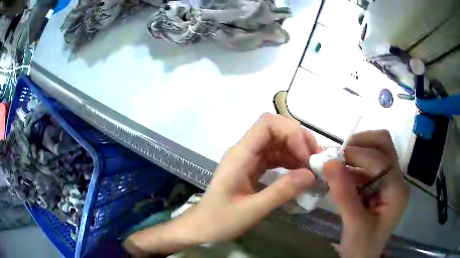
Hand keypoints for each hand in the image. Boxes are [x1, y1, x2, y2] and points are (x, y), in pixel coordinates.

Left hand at [124, 113, 319, 255]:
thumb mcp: (252, 210)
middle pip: (276, 129)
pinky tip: (300, 172)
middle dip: (299, 140)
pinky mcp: (253, 167)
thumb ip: (281, 191)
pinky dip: (291, 160)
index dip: (290, 132)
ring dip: (297, 150)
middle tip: (315, 160)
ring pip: (278, 142)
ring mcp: (249, 158)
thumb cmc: (220, 220)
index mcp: (240, 155)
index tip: (306, 155)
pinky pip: (275, 156)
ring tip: (312, 168)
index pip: (267, 124)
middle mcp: (245, 150)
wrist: (202, 227)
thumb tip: (310, 175)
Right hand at [323, 130, 408, 257]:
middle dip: (362, 142)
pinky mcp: (380, 186)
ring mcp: (389, 182)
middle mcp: (396, 180)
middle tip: (341, 153)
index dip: (357, 155)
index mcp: (396, 190)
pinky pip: (368, 166)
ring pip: (377, 151)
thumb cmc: (361, 247)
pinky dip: (354, 165)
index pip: (380, 159)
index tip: (332, 159)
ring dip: (357, 152)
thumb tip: (329, 163)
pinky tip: (341, 176)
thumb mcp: (353, 224)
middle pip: (384, 144)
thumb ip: (344, 194)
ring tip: (338, 163)